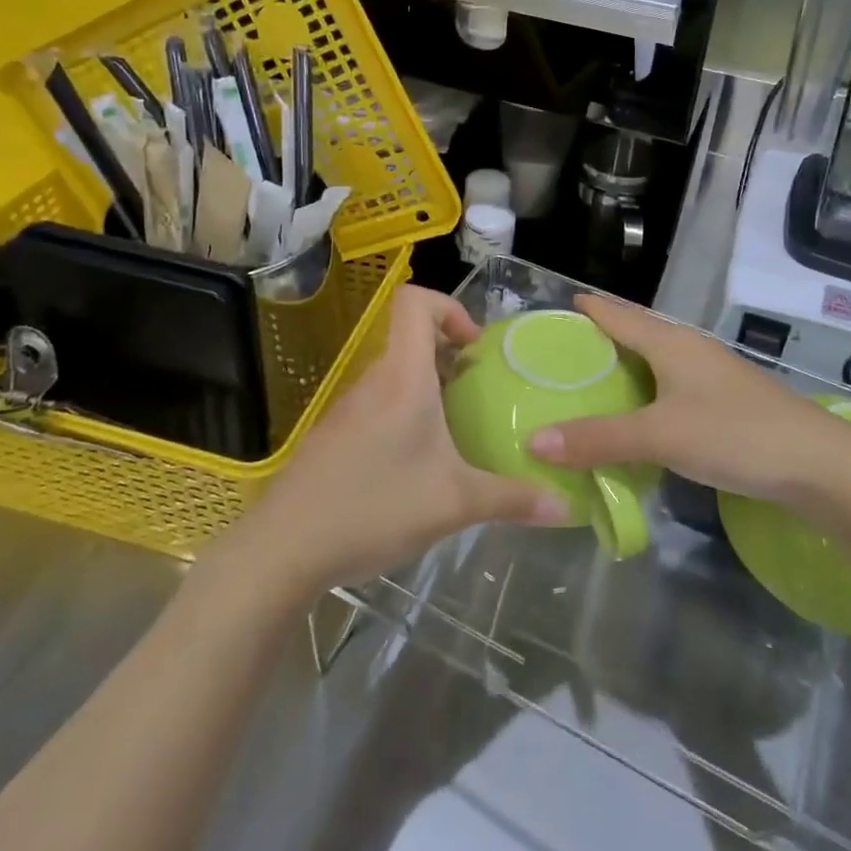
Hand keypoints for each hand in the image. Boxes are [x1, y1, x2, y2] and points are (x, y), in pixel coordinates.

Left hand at [238, 286, 566, 595]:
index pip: (414, 301)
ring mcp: (349, 408)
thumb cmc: (374, 507)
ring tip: (455, 431)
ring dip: (428, 388)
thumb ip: (513, 500)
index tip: (473, 349)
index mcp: (403, 378)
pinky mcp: (334, 436)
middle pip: (410, 338)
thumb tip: (567, 507)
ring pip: (395, 375)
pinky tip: (416, 464)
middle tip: (478, 393)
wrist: (283, 549)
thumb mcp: (455, 504)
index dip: (448, 307)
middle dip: (450, 355)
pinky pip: (378, 404)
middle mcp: (374, 382)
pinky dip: (404, 415)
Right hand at [528, 295, 839, 504]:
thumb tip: (534, 442)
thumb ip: (599, 438)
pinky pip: (671, 389)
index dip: (586, 309)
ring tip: (588, 387)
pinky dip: (645, 396)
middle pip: (635, 335)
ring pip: (655, 363)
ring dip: (623, 370)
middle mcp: (689, 350)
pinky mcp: (726, 403)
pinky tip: (637, 418)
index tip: (551, 311)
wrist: (820, 465)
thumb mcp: (660, 436)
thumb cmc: (735, 434)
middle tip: (557, 357)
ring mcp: (712, 376)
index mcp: (670, 343)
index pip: (617, 315)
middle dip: (599, 340)